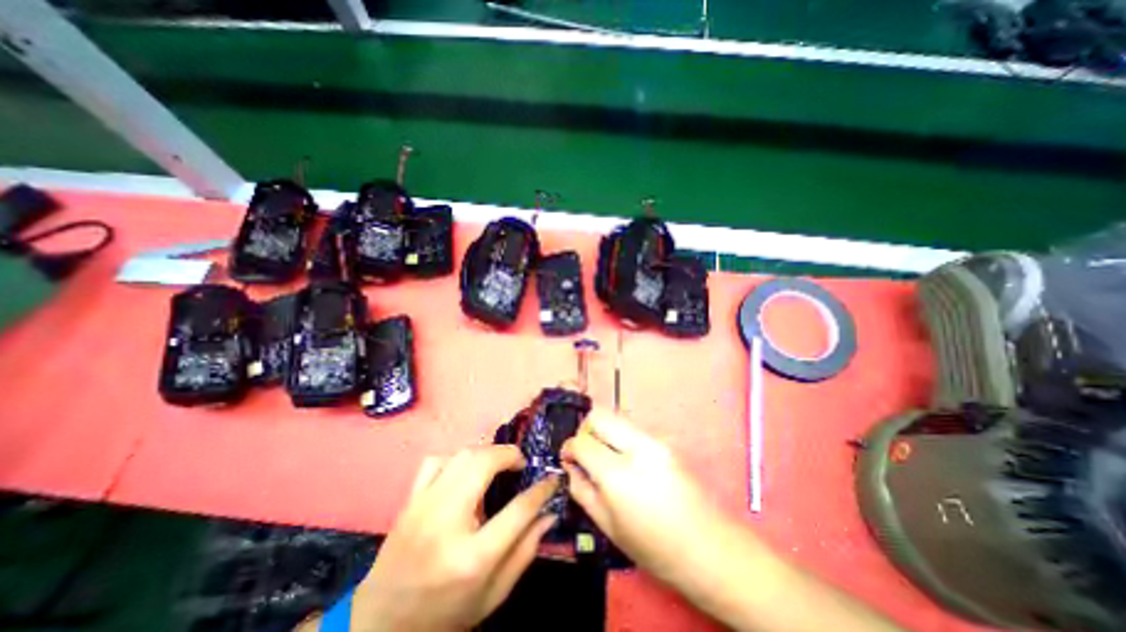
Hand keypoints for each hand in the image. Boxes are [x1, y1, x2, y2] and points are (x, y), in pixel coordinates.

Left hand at [350, 444, 555, 631]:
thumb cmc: (444, 614)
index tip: (552, 479)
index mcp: (472, 557)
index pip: (518, 510)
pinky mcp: (410, 501)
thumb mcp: (493, 594)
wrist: (380, 626)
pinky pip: (436, 461)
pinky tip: (464, 471)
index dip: (541, 490)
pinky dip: (456, 458)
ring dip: (487, 452)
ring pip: (461, 456)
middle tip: (521, 463)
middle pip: (484, 465)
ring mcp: (423, 507)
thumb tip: (549, 514)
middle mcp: (446, 523)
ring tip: (498, 463)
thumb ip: (525, 551)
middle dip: (510, 455)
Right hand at [560, 409, 730, 591]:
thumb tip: (570, 465)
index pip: (582, 441)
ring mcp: (655, 440)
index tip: (568, 458)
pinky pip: (633, 428)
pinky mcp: (666, 441)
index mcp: (619, 474)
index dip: (569, 447)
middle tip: (585, 452)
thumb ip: (582, 490)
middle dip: (585, 429)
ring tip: (605, 457)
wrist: (710, 548)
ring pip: (617, 417)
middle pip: (599, 414)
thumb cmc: (654, 548)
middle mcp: (638, 447)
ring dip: (604, 432)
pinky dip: (620, 437)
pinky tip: (627, 462)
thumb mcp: (608, 526)